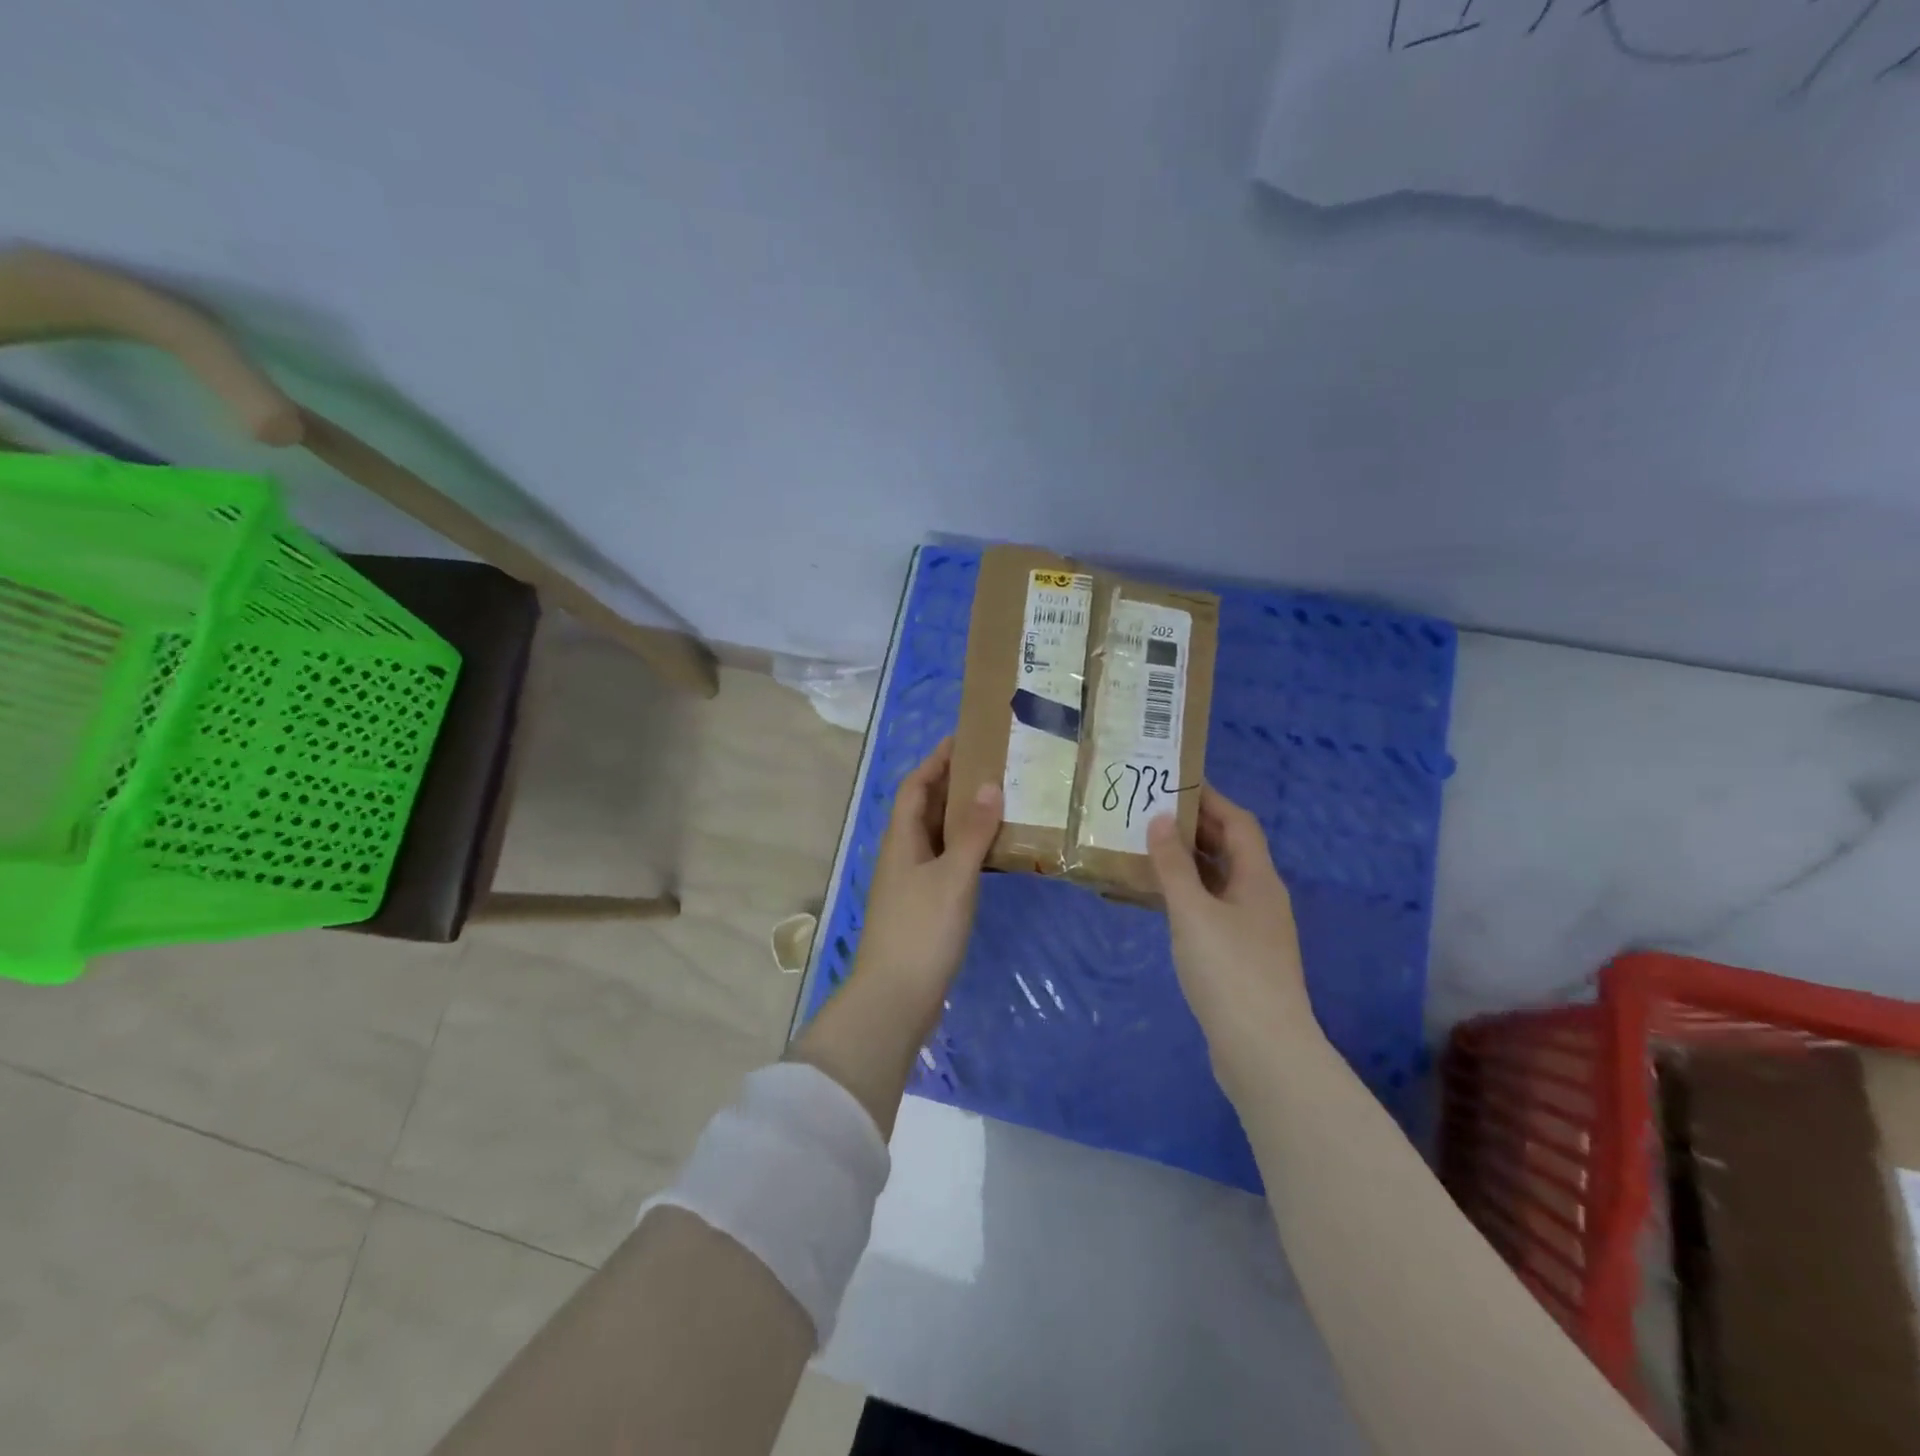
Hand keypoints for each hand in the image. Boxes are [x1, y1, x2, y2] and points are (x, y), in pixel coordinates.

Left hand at [849, 738, 1001, 1037]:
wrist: (895, 998)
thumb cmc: (922, 929)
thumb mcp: (953, 876)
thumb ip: (973, 832)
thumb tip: (989, 785)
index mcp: (901, 839)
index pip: (915, 785)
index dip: (936, 760)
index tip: (965, 739)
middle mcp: (903, 854)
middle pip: (926, 808)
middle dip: (954, 784)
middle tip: (994, 767)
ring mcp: (912, 882)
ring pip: (938, 837)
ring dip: (963, 818)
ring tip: (1001, 802)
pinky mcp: (924, 906)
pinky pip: (947, 863)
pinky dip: (968, 851)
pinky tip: (995, 854)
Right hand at [1147, 785, 1313, 1057]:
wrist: (1262, 1049)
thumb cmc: (1229, 970)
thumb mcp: (1193, 911)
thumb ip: (1174, 865)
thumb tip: (1159, 820)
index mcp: (1258, 879)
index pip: (1238, 823)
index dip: (1210, 799)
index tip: (1174, 783)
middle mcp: (1260, 897)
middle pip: (1230, 849)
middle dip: (1194, 828)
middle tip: (1150, 813)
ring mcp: (1253, 929)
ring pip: (1219, 880)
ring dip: (1187, 863)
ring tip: (1146, 850)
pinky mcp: (1240, 956)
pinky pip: (1211, 908)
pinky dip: (1187, 895)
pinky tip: (1158, 901)